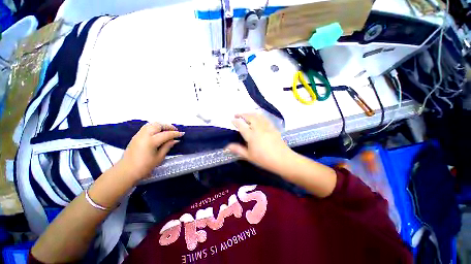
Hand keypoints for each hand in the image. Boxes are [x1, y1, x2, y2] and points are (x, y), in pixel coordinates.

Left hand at [119, 122, 183, 180]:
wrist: (126, 171)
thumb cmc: (144, 167)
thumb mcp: (159, 158)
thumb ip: (167, 146)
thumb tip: (175, 140)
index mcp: (151, 141)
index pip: (166, 134)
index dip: (175, 134)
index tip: (182, 134)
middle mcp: (144, 135)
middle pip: (158, 125)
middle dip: (168, 126)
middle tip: (175, 131)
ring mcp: (139, 135)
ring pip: (151, 124)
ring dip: (161, 126)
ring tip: (167, 130)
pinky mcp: (136, 136)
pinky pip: (147, 127)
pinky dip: (155, 127)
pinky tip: (158, 133)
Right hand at [226, 113, 292, 171]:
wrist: (283, 160)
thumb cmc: (264, 159)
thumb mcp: (249, 156)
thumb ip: (238, 149)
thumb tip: (227, 146)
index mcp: (251, 136)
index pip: (241, 125)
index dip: (236, 121)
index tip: (232, 120)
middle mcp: (258, 129)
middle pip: (250, 117)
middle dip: (242, 114)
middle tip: (237, 114)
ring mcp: (266, 127)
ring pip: (257, 116)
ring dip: (250, 113)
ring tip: (246, 114)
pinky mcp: (273, 128)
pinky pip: (265, 118)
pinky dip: (259, 115)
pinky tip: (258, 117)